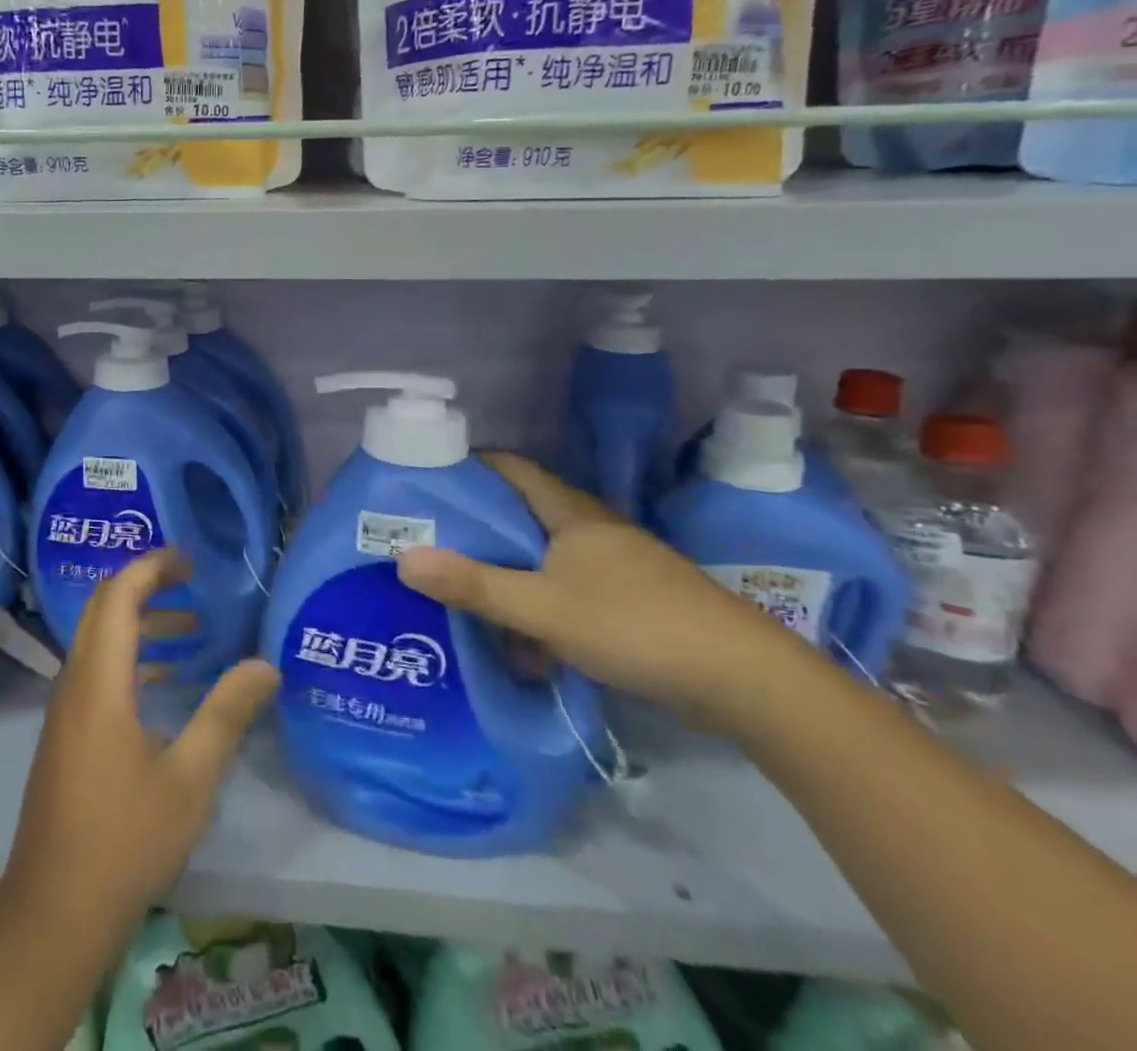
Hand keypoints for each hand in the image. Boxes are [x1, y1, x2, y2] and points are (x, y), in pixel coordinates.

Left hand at [4, 549, 278, 933]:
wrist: (54, 912)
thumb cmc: (125, 839)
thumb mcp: (190, 777)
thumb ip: (226, 713)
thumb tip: (266, 664)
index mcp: (99, 680)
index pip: (118, 595)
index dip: (151, 567)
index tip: (190, 561)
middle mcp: (75, 682)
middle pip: (102, 608)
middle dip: (146, 585)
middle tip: (192, 582)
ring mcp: (66, 709)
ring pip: (99, 640)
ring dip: (140, 623)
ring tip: (191, 629)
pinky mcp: (66, 734)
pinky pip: (97, 671)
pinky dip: (131, 657)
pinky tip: (166, 683)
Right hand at [394, 452, 797, 731]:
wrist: (747, 682)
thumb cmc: (637, 626)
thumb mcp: (544, 608)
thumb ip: (474, 585)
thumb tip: (403, 558)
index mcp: (571, 513)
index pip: (510, 468)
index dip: (467, 467)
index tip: (425, 483)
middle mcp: (591, 529)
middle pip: (521, 513)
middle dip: (476, 526)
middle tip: (429, 540)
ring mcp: (614, 565)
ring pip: (543, 556)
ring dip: (506, 572)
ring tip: (462, 592)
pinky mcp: (629, 600)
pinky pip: (565, 588)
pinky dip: (537, 603)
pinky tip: (521, 638)